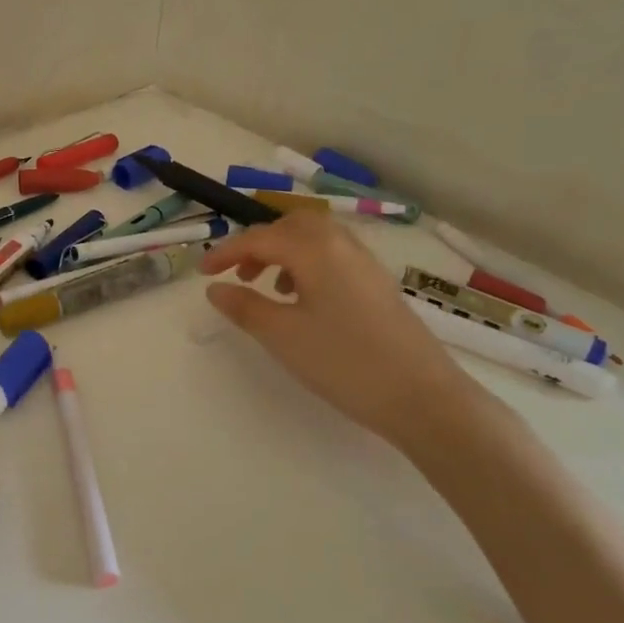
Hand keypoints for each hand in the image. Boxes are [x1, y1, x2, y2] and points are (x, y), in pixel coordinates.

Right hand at [201, 211, 472, 446]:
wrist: (422, 397)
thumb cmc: (344, 362)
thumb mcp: (282, 336)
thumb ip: (244, 307)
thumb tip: (215, 288)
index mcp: (315, 249)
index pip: (259, 238)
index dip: (226, 252)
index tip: (201, 272)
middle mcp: (342, 244)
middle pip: (291, 225)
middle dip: (258, 243)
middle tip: (237, 273)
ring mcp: (365, 263)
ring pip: (315, 239)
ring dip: (284, 253)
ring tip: (267, 287)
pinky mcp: (378, 284)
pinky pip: (333, 256)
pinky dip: (307, 265)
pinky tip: (303, 300)